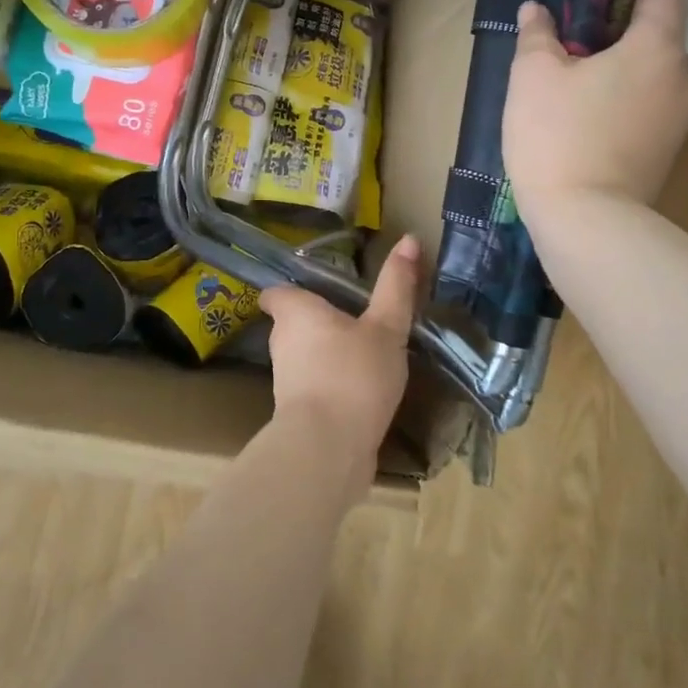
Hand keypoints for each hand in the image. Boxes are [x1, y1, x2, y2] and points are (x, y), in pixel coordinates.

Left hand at [260, 235, 419, 496]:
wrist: (327, 449)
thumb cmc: (353, 375)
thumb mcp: (386, 327)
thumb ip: (397, 286)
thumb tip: (409, 238)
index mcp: (296, 312)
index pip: (277, 292)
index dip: (293, 289)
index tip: (318, 289)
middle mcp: (282, 342)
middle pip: (293, 323)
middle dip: (318, 322)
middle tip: (354, 318)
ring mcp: (286, 381)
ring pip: (305, 357)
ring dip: (327, 355)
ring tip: (364, 355)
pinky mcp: (297, 414)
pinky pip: (315, 388)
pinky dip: (333, 386)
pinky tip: (363, 391)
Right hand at [503, 0, 687, 216]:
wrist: (585, 222)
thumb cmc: (557, 135)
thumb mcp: (532, 75)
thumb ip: (537, 34)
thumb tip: (536, 11)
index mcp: (657, 48)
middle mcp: (683, 79)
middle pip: (656, 36)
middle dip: (614, 34)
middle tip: (566, 48)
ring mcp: (680, 121)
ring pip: (650, 76)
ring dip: (617, 73)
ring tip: (569, 91)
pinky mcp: (668, 153)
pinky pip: (646, 110)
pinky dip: (621, 105)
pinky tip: (582, 124)